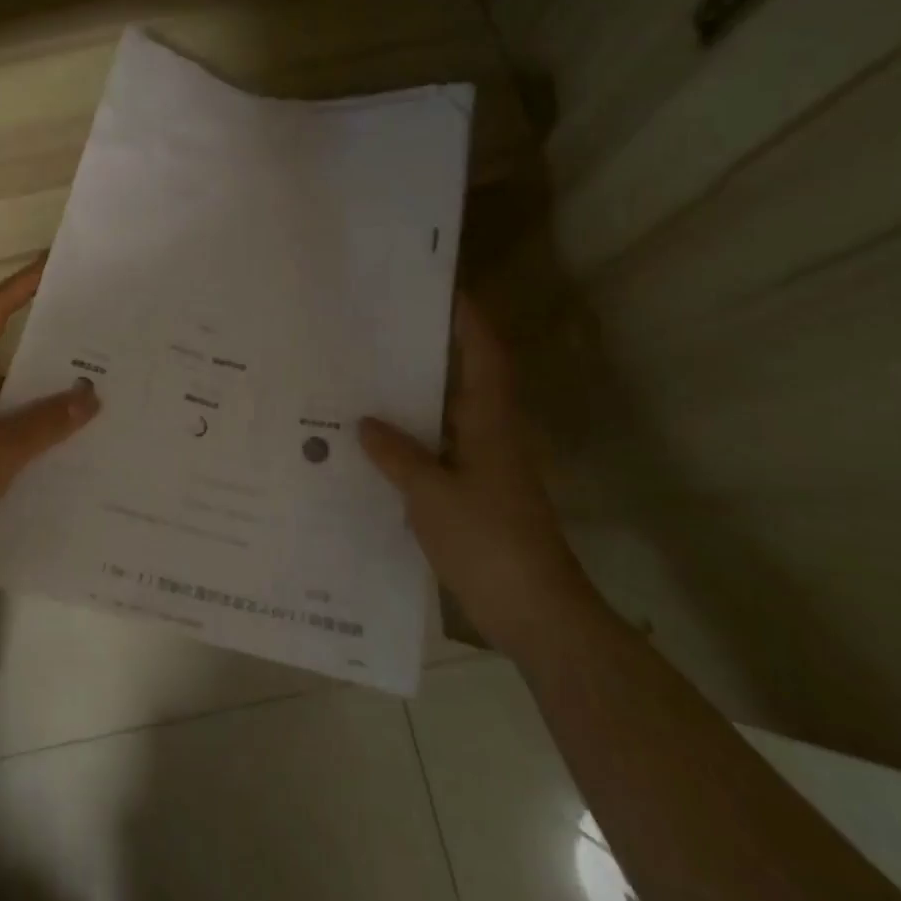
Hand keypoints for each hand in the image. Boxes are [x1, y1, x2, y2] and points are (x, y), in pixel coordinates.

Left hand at [0, 258, 100, 581]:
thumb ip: (46, 423)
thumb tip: (90, 395)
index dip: (22, 285)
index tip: (55, 264)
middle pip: (4, 351)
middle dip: (47, 346)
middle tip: (96, 335)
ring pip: (6, 393)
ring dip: (42, 394)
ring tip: (94, 390)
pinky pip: (1, 424)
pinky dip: (30, 427)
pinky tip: (66, 439)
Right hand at [359, 295, 603, 658]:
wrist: (534, 611)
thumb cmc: (488, 540)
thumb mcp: (431, 494)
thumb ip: (397, 455)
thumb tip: (365, 423)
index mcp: (490, 422)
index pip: (484, 355)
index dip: (468, 319)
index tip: (440, 289)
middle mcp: (491, 435)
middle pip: (463, 378)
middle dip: (430, 352)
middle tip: (382, 331)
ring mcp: (485, 467)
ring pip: (448, 417)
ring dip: (416, 398)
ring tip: (367, 379)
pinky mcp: (475, 495)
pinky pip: (439, 452)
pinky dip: (412, 441)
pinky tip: (375, 446)